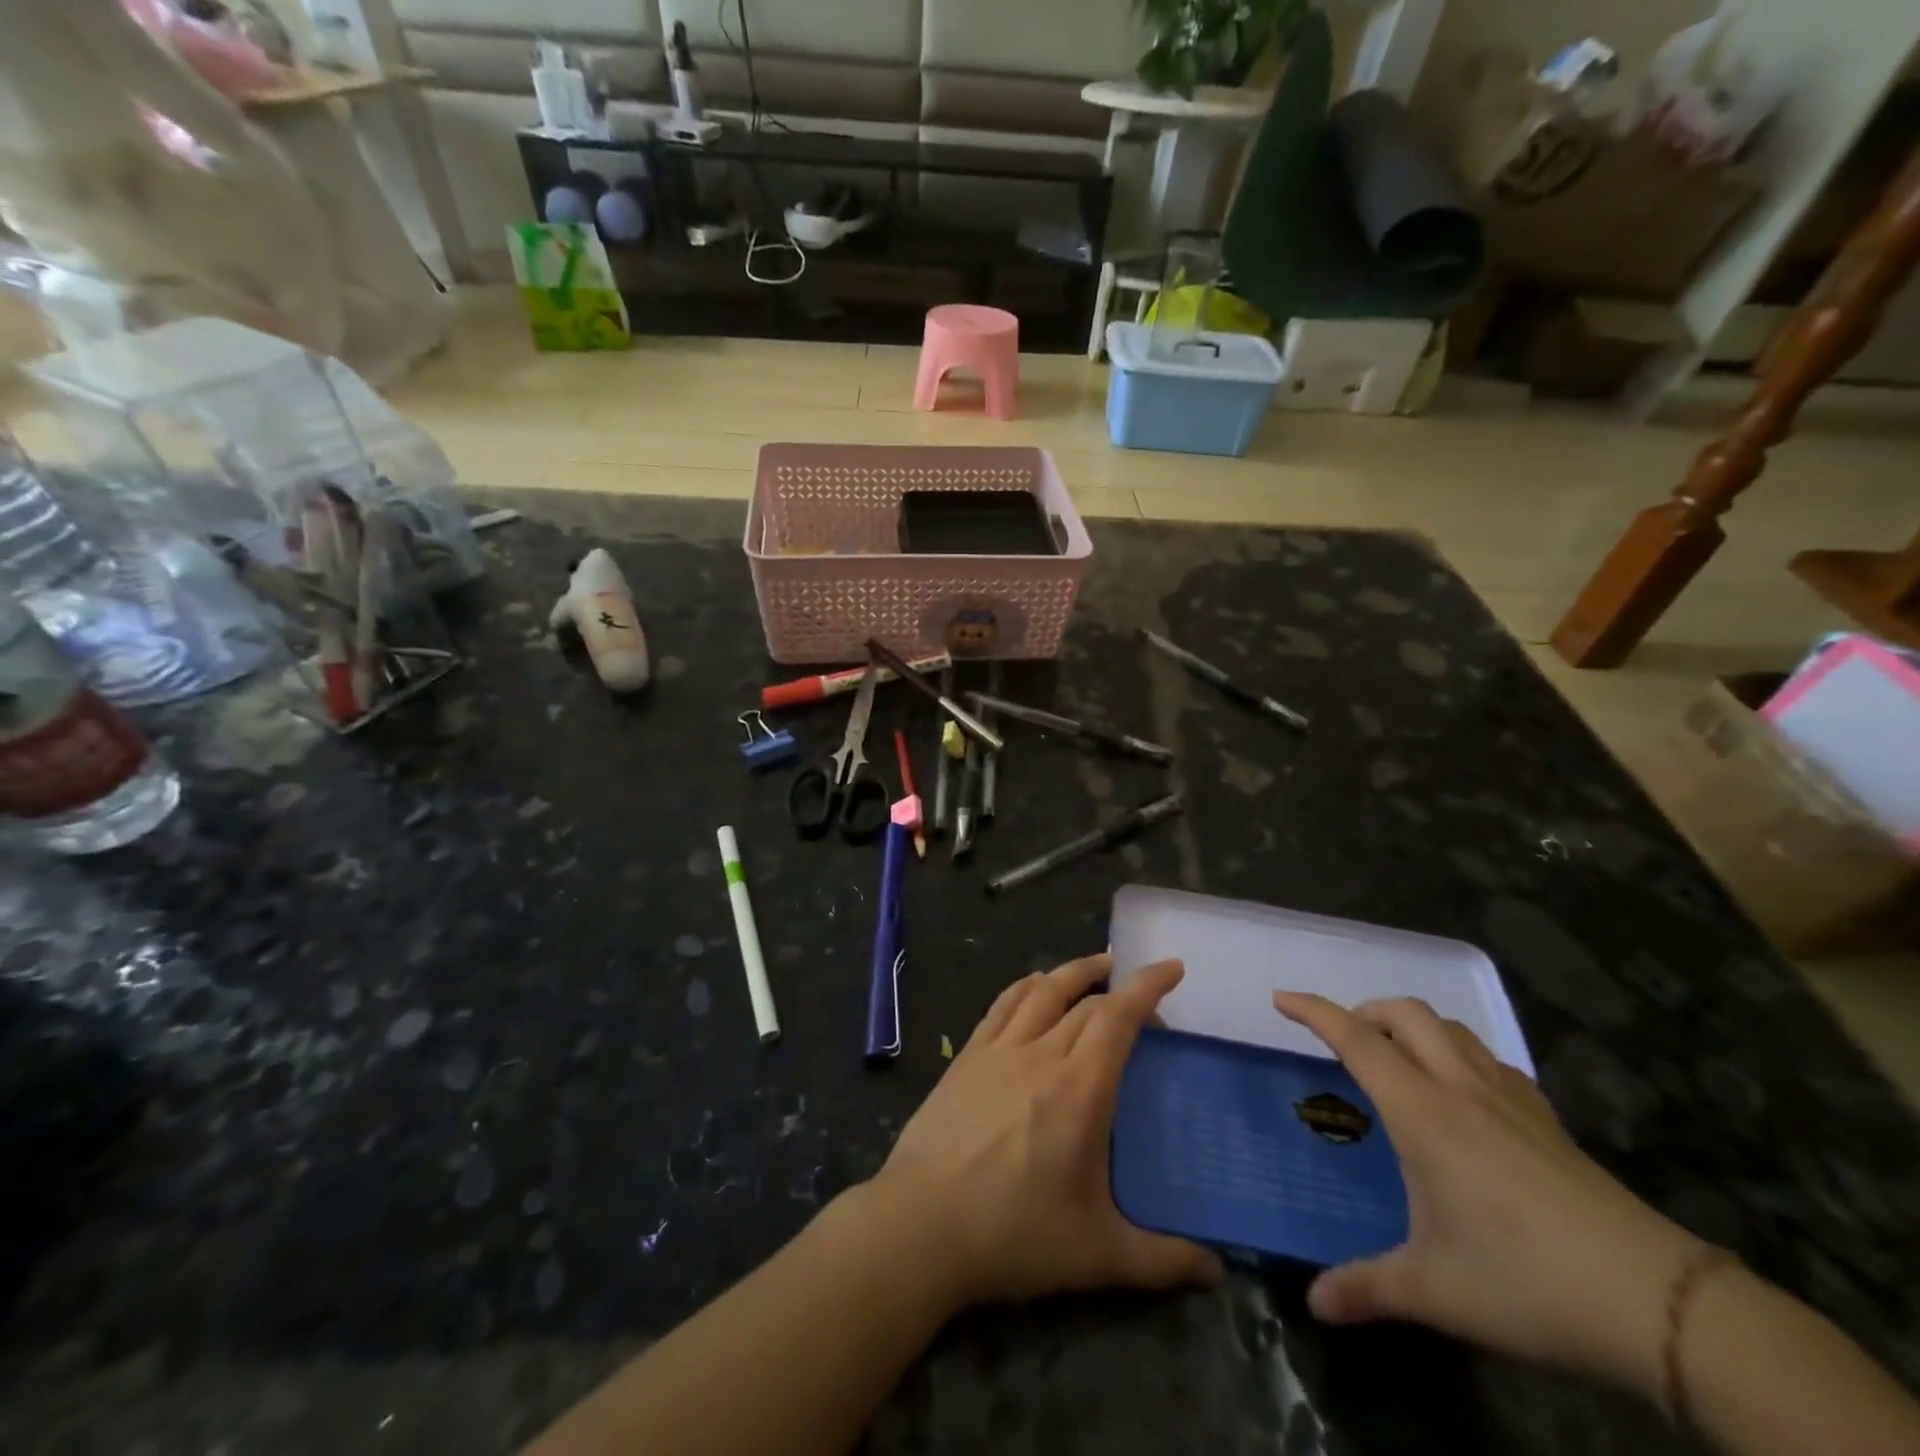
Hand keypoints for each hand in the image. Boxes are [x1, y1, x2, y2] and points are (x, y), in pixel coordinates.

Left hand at [872, 954, 1222, 1308]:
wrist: (923, 1223)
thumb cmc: (1014, 1234)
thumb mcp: (1097, 1255)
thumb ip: (1161, 1260)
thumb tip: (1215, 1273)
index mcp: (1080, 1088)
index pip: (1119, 1017)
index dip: (1148, 986)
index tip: (1171, 967)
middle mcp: (1041, 1054)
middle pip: (1086, 1002)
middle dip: (1120, 988)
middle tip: (1143, 1003)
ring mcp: (999, 1050)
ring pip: (1043, 990)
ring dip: (1074, 971)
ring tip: (1097, 967)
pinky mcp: (968, 1056)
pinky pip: (1003, 1004)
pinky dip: (1027, 986)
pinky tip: (1034, 987)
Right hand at [1276, 992, 1705, 1397]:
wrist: (1662, 1305)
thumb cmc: (1528, 1283)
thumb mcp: (1436, 1291)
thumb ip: (1368, 1289)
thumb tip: (1315, 1304)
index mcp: (1423, 1114)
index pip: (1356, 1039)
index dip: (1314, 1011)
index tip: (1281, 1000)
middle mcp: (1461, 1089)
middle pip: (1407, 1014)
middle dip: (1365, 1011)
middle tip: (1343, 1039)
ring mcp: (1510, 1100)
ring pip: (1451, 1029)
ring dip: (1412, 1026)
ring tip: (1395, 1059)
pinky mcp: (1548, 1120)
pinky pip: (1489, 1059)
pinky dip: (1458, 1053)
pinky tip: (1462, 1094)